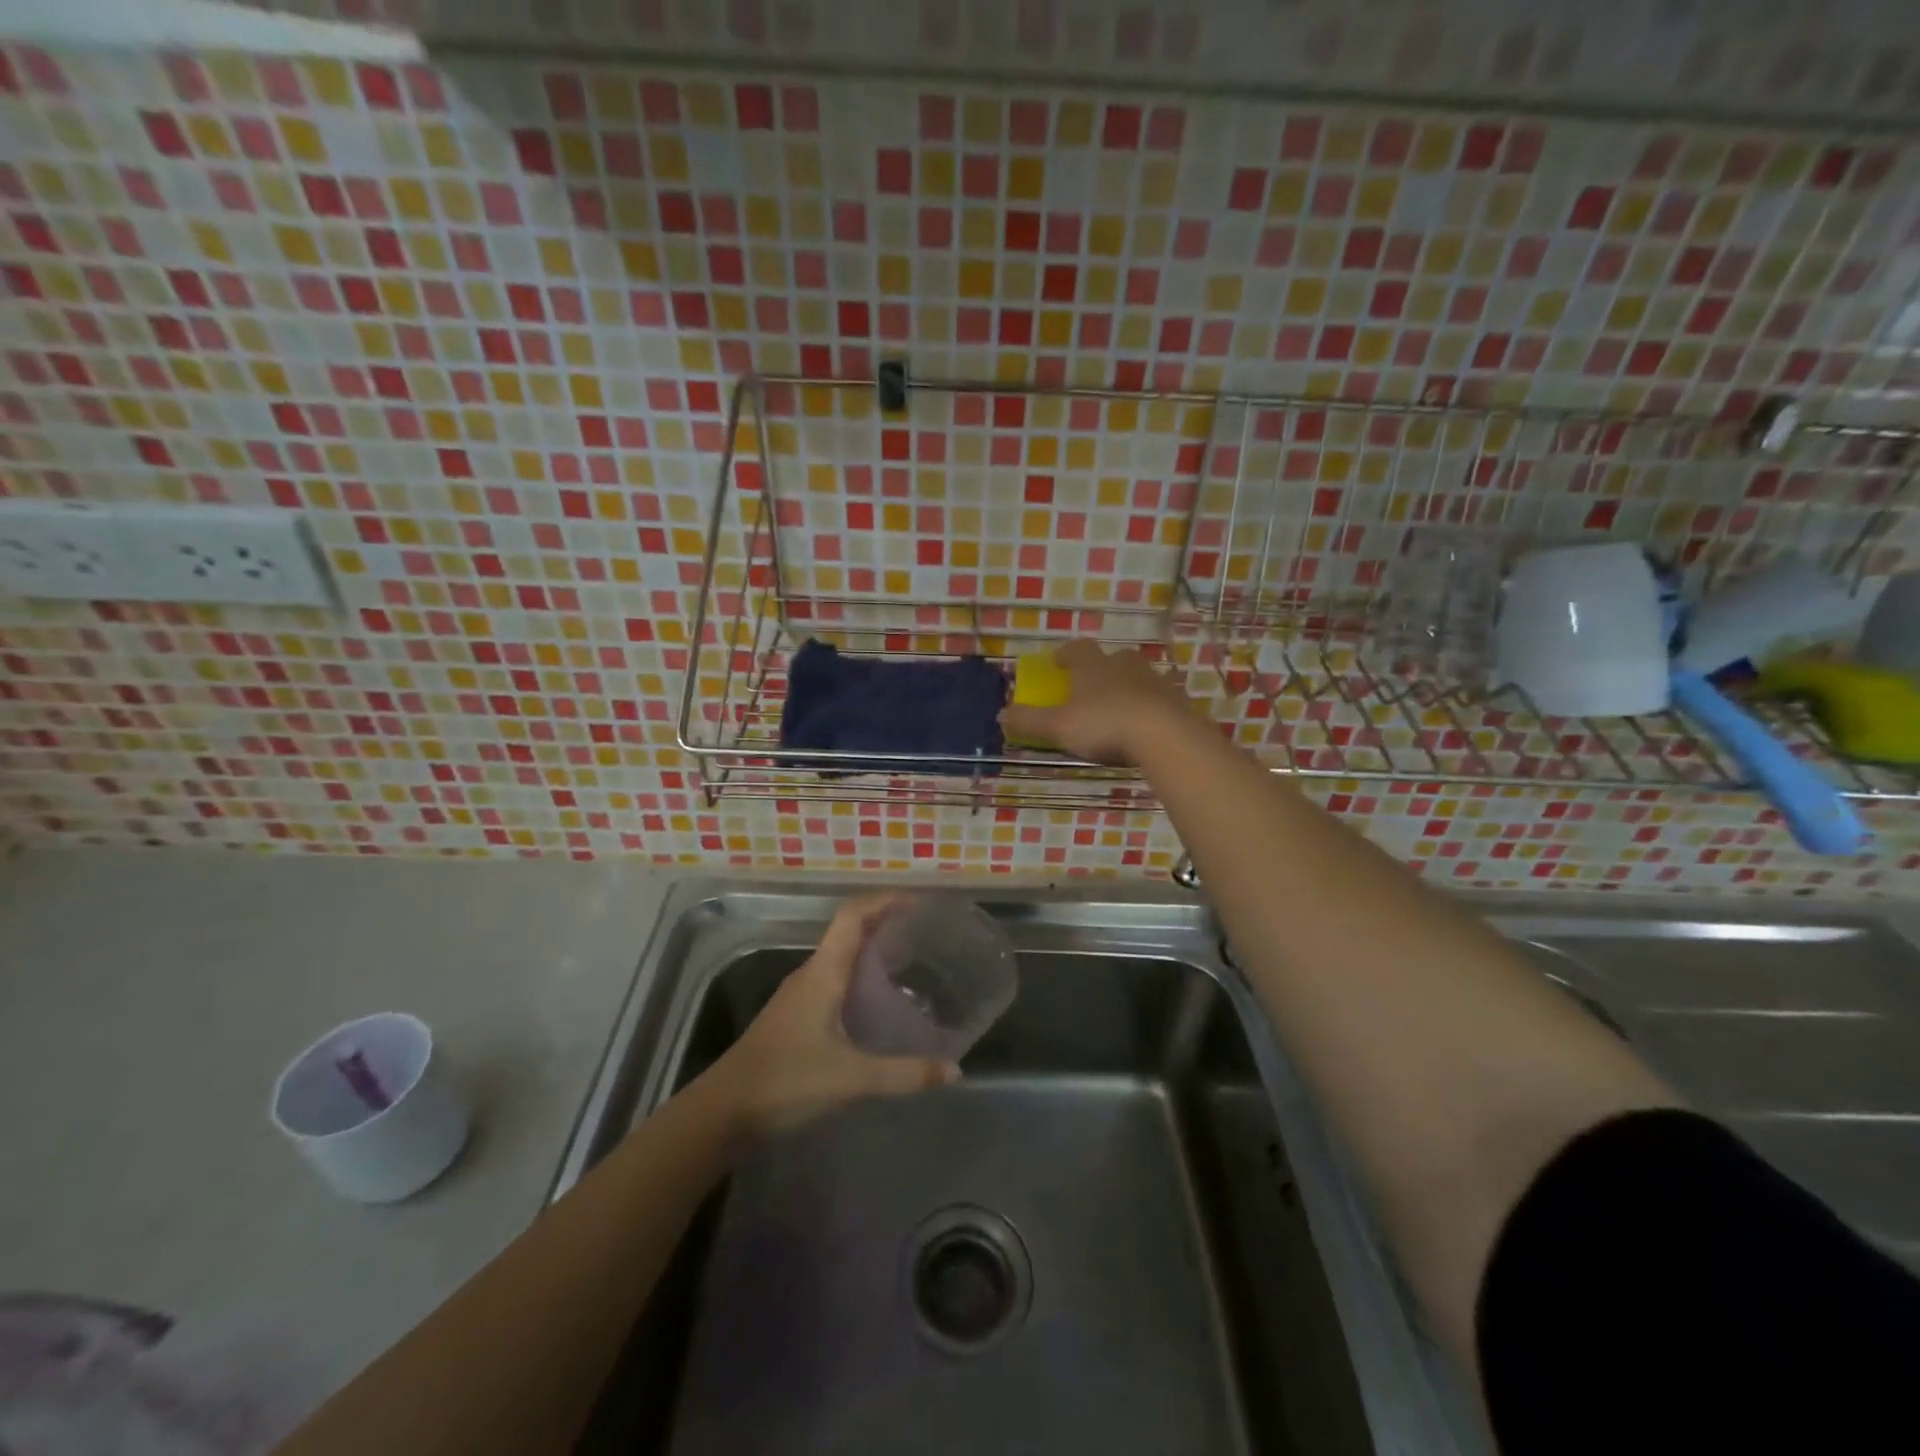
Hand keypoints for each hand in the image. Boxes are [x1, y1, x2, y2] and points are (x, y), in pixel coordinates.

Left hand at [705, 894, 958, 1139]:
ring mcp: (800, 995)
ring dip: (873, 949)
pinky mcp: (797, 1016)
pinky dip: (861, 976)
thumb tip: (955, 1070)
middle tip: (926, 930)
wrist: (722, 1113)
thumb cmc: (785, 1082)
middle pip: (850, 931)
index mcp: (823, 972)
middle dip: (886, 922)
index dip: (885, 900)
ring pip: (842, 956)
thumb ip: (904, 1074)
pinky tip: (880, 1001)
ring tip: (912, 959)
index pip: (853, 915)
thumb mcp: (851, 1079)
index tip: (920, 900)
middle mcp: (811, 974)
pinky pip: (835, 980)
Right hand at [998, 640, 1193, 765]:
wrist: (1165, 736)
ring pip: (1137, 677)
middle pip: (1111, 659)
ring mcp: (1154, 681)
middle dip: (1100, 670)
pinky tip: (1146, 726)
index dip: (1065, 654)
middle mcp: (1124, 665)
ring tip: (1118, 708)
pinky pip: (1159, 700)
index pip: (1077, 649)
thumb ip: (1029, 720)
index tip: (1058, 663)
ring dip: (1126, 688)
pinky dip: (1150, 708)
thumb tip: (1001, 713)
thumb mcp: (1058, 726)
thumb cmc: (1103, 724)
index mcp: (1093, 666)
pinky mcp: (1177, 701)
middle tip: (1090, 687)